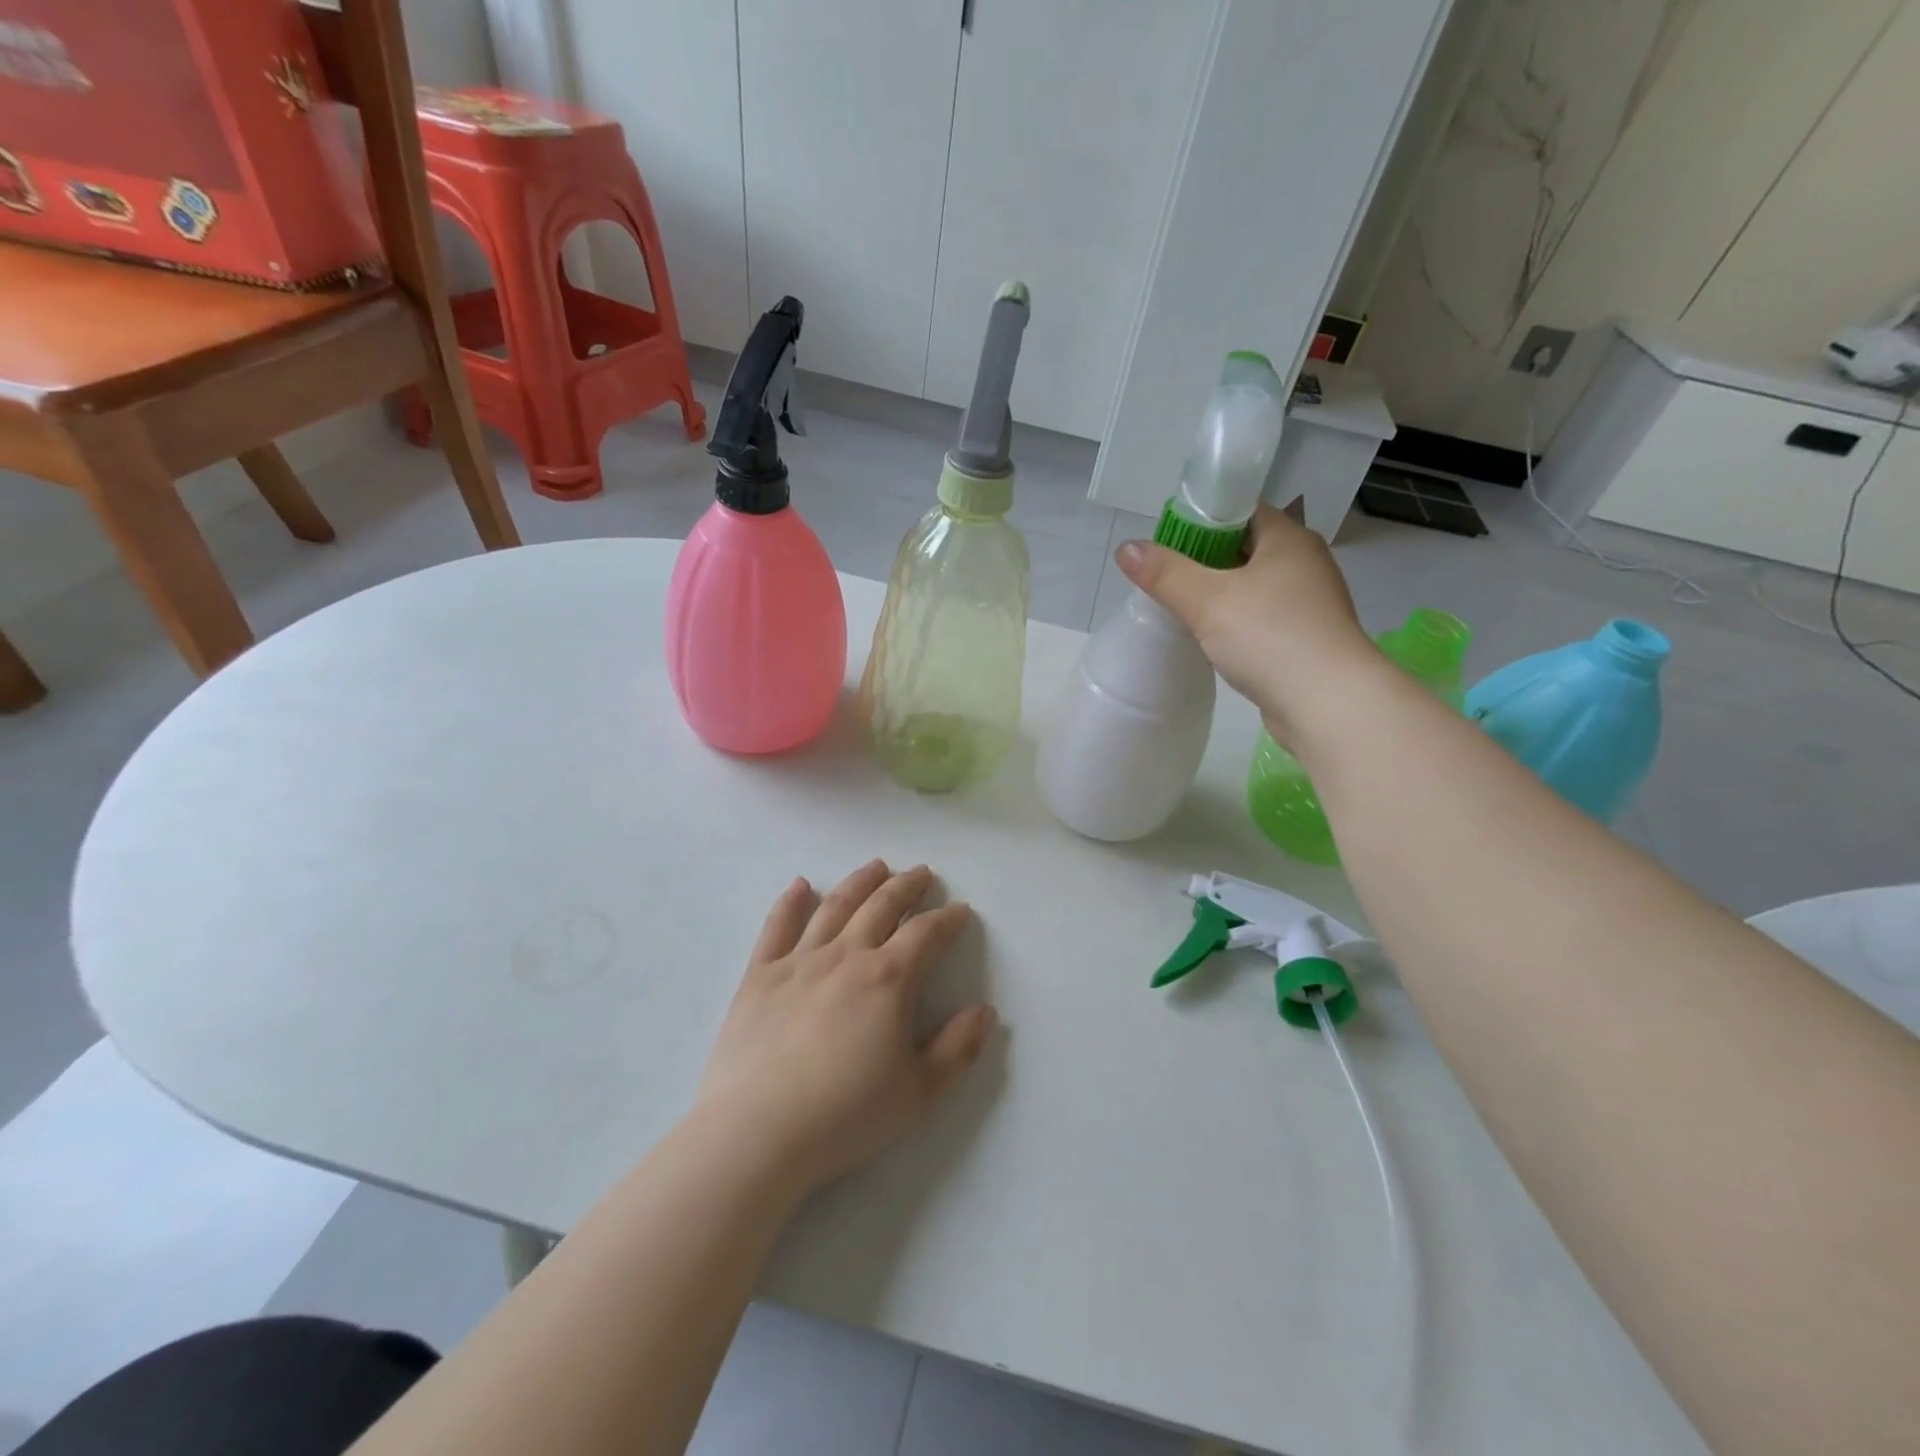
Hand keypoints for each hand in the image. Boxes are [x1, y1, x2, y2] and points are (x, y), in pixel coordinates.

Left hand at [694, 861, 996, 1195]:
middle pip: (881, 906)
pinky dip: (790, 901)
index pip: (926, 934)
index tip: (960, 910)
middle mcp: (846, 956)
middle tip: (921, 872)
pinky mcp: (760, 975)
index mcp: (889, 979)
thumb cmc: (846, 1114)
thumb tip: (986, 1012)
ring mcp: (799, 960)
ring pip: (835, 906)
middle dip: (906, 886)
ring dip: (860, 882)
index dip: (947, 919)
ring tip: (876, 866)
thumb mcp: (919, 1092)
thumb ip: (958, 1048)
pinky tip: (801, 885)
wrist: (758, 1132)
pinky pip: (778, 926)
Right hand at [1115, 503, 1375, 745]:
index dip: (1203, 517)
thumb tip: (1127, 548)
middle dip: (1205, 558)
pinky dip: (1237, 620)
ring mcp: (1310, 602)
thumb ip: (1165, 573)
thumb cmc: (1270, 638)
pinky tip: (1213, 637)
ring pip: (1254, 584)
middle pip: (1246, 546)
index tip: (1168, 540)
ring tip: (1183, 606)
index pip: (1242, 509)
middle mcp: (1305, 563)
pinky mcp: (1307, 638)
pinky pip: (1263, 616)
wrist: (1329, 704)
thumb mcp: (1207, 601)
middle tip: (1167, 575)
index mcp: (1289, 539)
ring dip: (1221, 592)